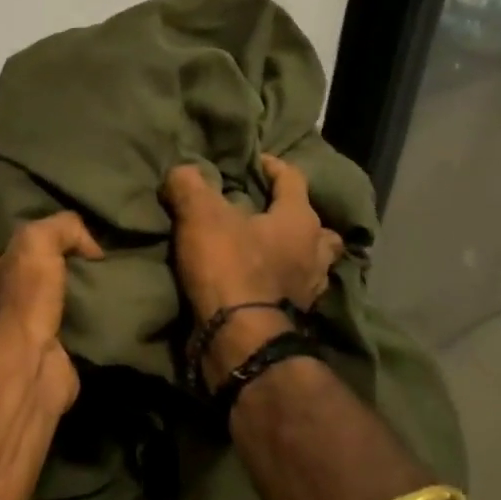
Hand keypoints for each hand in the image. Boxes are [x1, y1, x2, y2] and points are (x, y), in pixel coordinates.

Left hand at [0, 212, 102, 418]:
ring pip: (50, 293)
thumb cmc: (19, 303)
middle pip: (26, 265)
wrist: (27, 372)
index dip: (23, 222)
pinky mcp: (44, 348)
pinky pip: (69, 321)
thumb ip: (62, 227)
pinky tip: (108, 299)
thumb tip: (89, 244)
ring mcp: (16, 326)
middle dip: (55, 256)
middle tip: (90, 244)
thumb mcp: (36, 243)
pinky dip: (86, 313)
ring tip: (106, 269)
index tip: (57, 218)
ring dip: (73, 286)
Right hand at [161, 156, 343, 320]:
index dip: (273, 167)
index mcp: (299, 219)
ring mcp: (310, 289)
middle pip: (318, 227)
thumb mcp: (199, 215)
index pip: (294, 179)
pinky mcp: (296, 317)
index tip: (255, 162)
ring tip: (272, 253)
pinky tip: (265, 284)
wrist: (238, 337)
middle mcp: (314, 251)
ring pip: (313, 263)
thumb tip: (182, 172)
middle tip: (273, 216)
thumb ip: (189, 186)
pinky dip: (284, 285)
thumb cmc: (228, 266)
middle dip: (299, 219)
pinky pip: (296, 292)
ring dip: (297, 255)